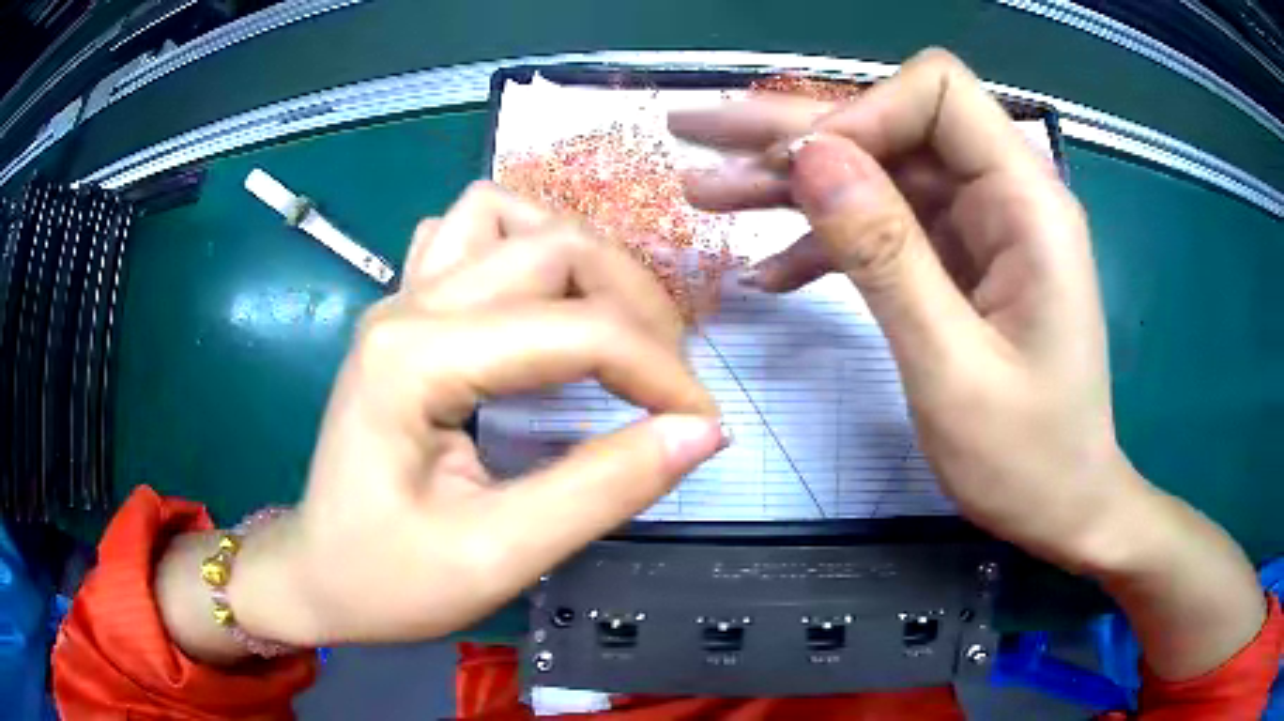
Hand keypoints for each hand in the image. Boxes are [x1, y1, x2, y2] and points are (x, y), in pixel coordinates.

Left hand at [223, 183, 724, 645]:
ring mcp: (402, 297)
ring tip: (617, 329)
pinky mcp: (406, 310)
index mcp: (416, 359)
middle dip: (636, 306)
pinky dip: (525, 247)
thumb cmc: (388, 579)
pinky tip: (542, 303)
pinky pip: (470, 233)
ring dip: (582, 260)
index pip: (573, 328)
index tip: (703, 425)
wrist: (317, 574)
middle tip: (669, 382)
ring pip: (511, 218)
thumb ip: (601, 490)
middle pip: (554, 246)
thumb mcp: (496, 556)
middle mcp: (408, 304)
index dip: (659, 371)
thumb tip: (699, 433)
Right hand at [671, 49, 1265, 680]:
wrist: (1062, 507)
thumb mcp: (950, 368)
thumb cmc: (1025, 458)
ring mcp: (981, 227)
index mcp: (1027, 203)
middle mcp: (1005, 195)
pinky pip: (886, 228)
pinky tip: (768, 273)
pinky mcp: (962, 261)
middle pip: (892, 125)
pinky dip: (826, 243)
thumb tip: (811, 155)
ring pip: (877, 173)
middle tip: (696, 132)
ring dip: (793, 184)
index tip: (797, 171)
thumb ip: (885, 255)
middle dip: (794, 131)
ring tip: (705, 191)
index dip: (860, 114)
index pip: (936, 94)